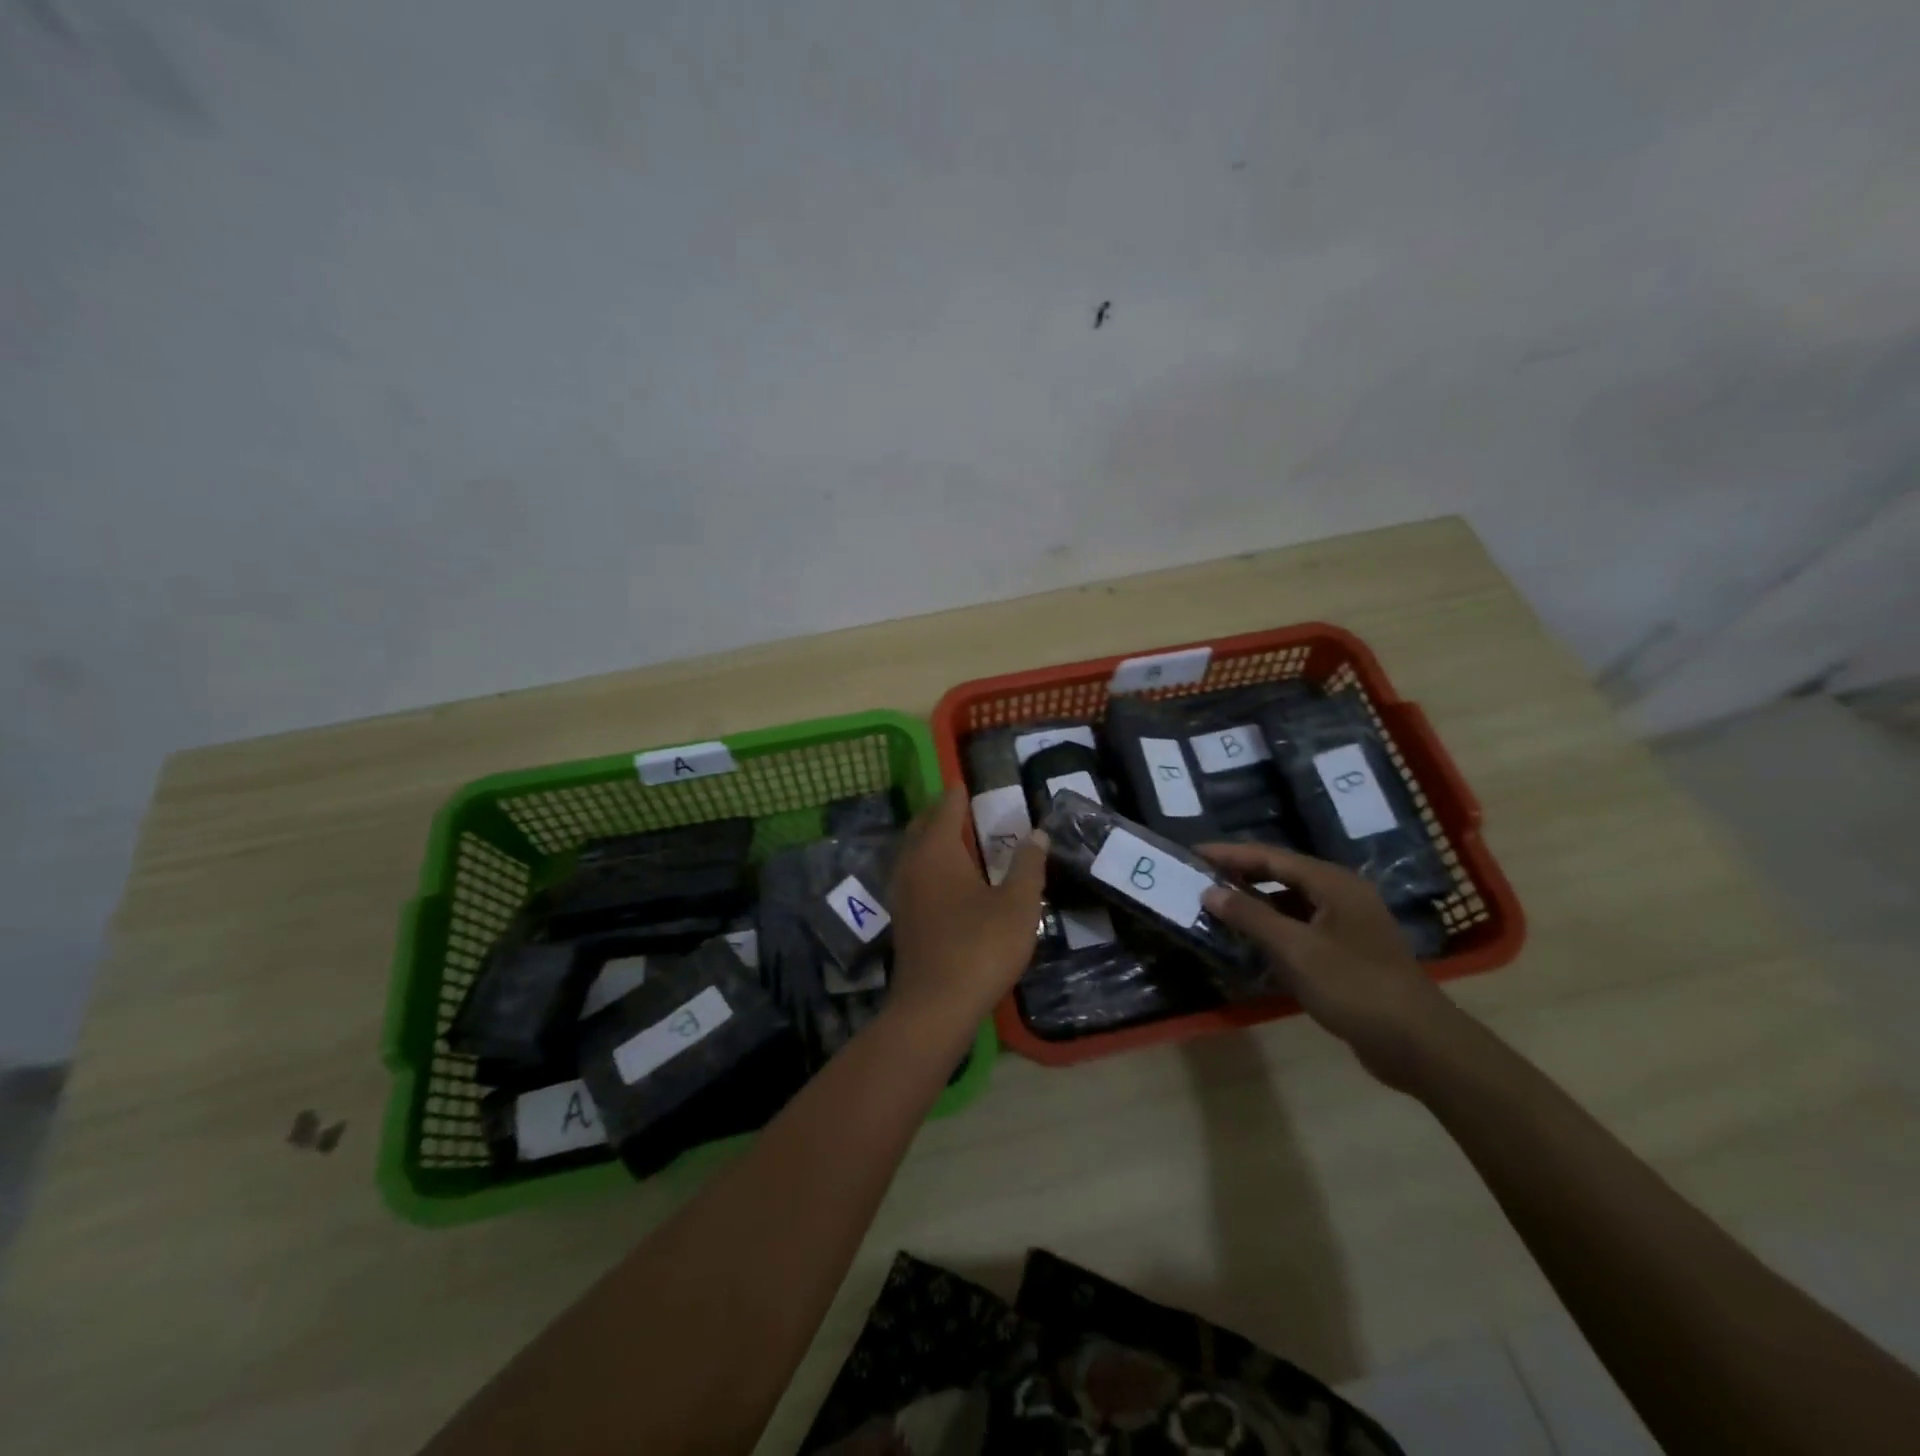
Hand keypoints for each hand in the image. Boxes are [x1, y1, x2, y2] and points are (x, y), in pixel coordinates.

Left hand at [887, 790, 1047, 1030]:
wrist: (934, 1006)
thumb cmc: (980, 947)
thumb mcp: (1018, 904)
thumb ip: (1028, 865)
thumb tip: (1037, 834)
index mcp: (937, 851)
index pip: (946, 808)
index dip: (958, 793)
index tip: (967, 782)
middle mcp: (912, 864)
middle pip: (922, 825)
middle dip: (940, 812)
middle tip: (963, 806)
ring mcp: (902, 893)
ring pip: (914, 852)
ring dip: (932, 839)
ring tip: (958, 840)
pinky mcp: (902, 919)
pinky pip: (914, 876)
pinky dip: (929, 865)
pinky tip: (948, 881)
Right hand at [1198, 842, 1469, 1092]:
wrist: (1417, 1044)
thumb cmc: (1354, 987)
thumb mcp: (1295, 949)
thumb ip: (1250, 916)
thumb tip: (1209, 891)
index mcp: (1333, 883)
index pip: (1271, 856)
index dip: (1229, 854)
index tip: (1192, 852)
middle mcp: (1342, 895)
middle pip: (1281, 875)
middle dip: (1240, 876)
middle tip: (1199, 877)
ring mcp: (1348, 925)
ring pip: (1290, 903)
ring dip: (1255, 904)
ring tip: (1216, 907)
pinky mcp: (1348, 953)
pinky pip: (1301, 928)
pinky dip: (1273, 929)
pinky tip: (1249, 942)